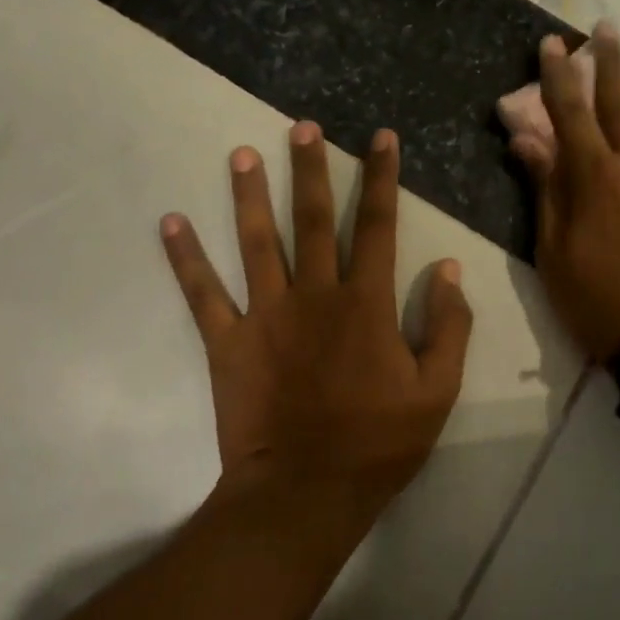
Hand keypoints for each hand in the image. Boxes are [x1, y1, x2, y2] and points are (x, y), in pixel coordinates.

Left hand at [161, 122, 472, 521]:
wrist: (306, 492)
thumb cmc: (378, 444)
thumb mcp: (437, 390)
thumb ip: (449, 326)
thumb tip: (448, 268)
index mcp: (366, 304)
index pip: (378, 226)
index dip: (382, 178)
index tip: (381, 138)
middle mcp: (314, 295)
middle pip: (314, 219)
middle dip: (311, 169)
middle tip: (302, 127)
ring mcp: (266, 316)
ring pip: (256, 242)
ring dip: (250, 195)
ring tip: (242, 154)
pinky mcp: (228, 342)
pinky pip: (203, 294)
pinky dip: (185, 258)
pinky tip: (171, 223)